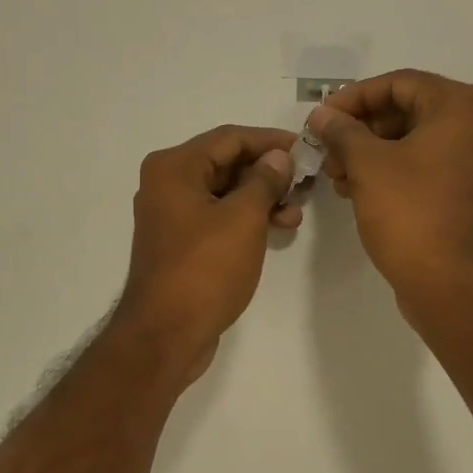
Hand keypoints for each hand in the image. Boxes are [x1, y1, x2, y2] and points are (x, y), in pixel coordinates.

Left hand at [113, 124, 301, 379]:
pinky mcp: (181, 243)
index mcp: (174, 168)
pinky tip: (277, 228)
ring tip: (296, 212)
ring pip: (225, 192)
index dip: (271, 141)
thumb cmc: (204, 270)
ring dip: (261, 198)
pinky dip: (246, 219)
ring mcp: (172, 216)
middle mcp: (167, 184)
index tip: (306, 149)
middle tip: (306, 183)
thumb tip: (278, 158)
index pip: (230, 138)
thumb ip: (264, 181)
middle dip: (268, 172)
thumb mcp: (243, 219)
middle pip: (226, 163)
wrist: (166, 334)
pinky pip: (218, 217)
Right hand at [309, 70, 472, 313]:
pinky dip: (396, 171)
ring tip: (337, 176)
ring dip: (374, 153)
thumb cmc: (409, 213)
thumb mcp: (367, 164)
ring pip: (418, 141)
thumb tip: (322, 115)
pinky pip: (431, 166)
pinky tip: (359, 189)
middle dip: (362, 130)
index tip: (321, 118)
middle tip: (327, 150)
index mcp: (463, 107)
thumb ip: (342, 130)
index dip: (353, 98)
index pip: (399, 84)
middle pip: (410, 111)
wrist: (449, 285)